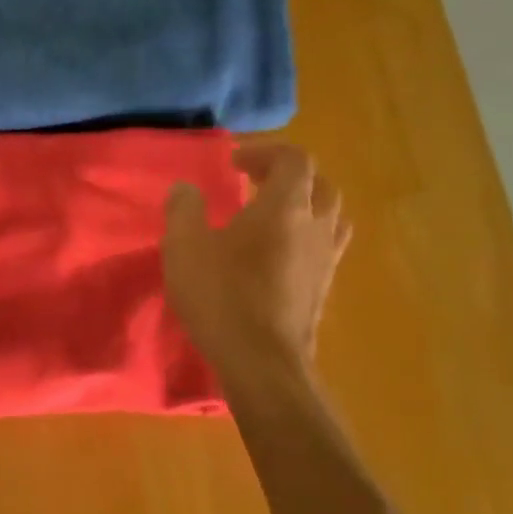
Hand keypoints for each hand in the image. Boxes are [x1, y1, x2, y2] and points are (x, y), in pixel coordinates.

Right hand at [162, 142, 350, 375]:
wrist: (262, 361)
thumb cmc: (222, 297)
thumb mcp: (184, 247)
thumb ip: (184, 209)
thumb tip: (186, 188)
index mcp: (285, 206)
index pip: (294, 159)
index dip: (265, 151)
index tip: (234, 163)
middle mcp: (315, 225)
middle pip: (318, 183)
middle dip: (286, 175)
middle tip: (252, 182)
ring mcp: (325, 258)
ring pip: (328, 215)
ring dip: (303, 204)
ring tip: (271, 215)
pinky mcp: (323, 287)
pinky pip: (324, 245)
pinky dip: (305, 235)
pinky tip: (278, 253)